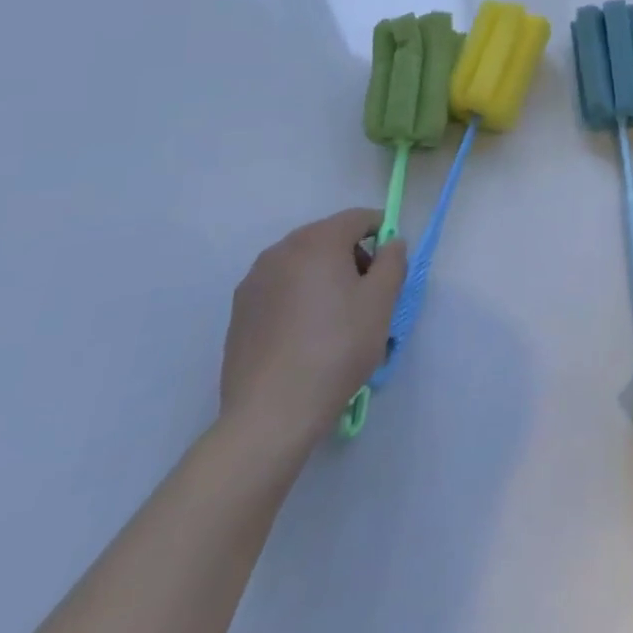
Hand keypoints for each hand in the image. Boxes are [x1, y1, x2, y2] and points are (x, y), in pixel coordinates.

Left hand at [219, 208, 405, 454]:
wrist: (271, 414)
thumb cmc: (336, 348)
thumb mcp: (382, 301)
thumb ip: (393, 261)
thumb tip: (391, 243)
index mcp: (318, 240)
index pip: (359, 218)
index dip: (381, 235)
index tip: (389, 268)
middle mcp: (281, 250)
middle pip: (328, 237)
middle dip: (352, 257)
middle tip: (366, 297)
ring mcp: (254, 281)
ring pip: (302, 264)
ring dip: (324, 277)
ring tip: (335, 320)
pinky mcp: (239, 312)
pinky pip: (280, 288)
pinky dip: (298, 298)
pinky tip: (305, 336)